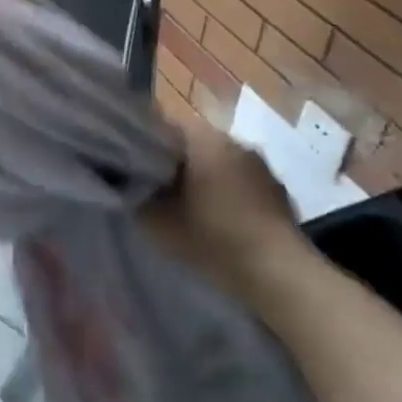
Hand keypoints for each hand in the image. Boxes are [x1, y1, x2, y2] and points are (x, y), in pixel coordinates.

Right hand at [141, 118, 302, 300]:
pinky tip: (218, 219)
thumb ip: (133, 194)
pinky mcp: (277, 190)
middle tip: (154, 187)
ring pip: (217, 161)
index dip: (143, 144)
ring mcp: (260, 165)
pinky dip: (226, 192)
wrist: (279, 275)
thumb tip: (122, 180)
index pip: (163, 126)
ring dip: (202, 176)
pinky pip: (240, 180)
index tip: (130, 165)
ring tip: (185, 205)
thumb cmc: (213, 238)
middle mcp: (234, 141)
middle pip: (192, 143)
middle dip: (173, 161)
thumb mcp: (156, 221)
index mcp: (203, 139)